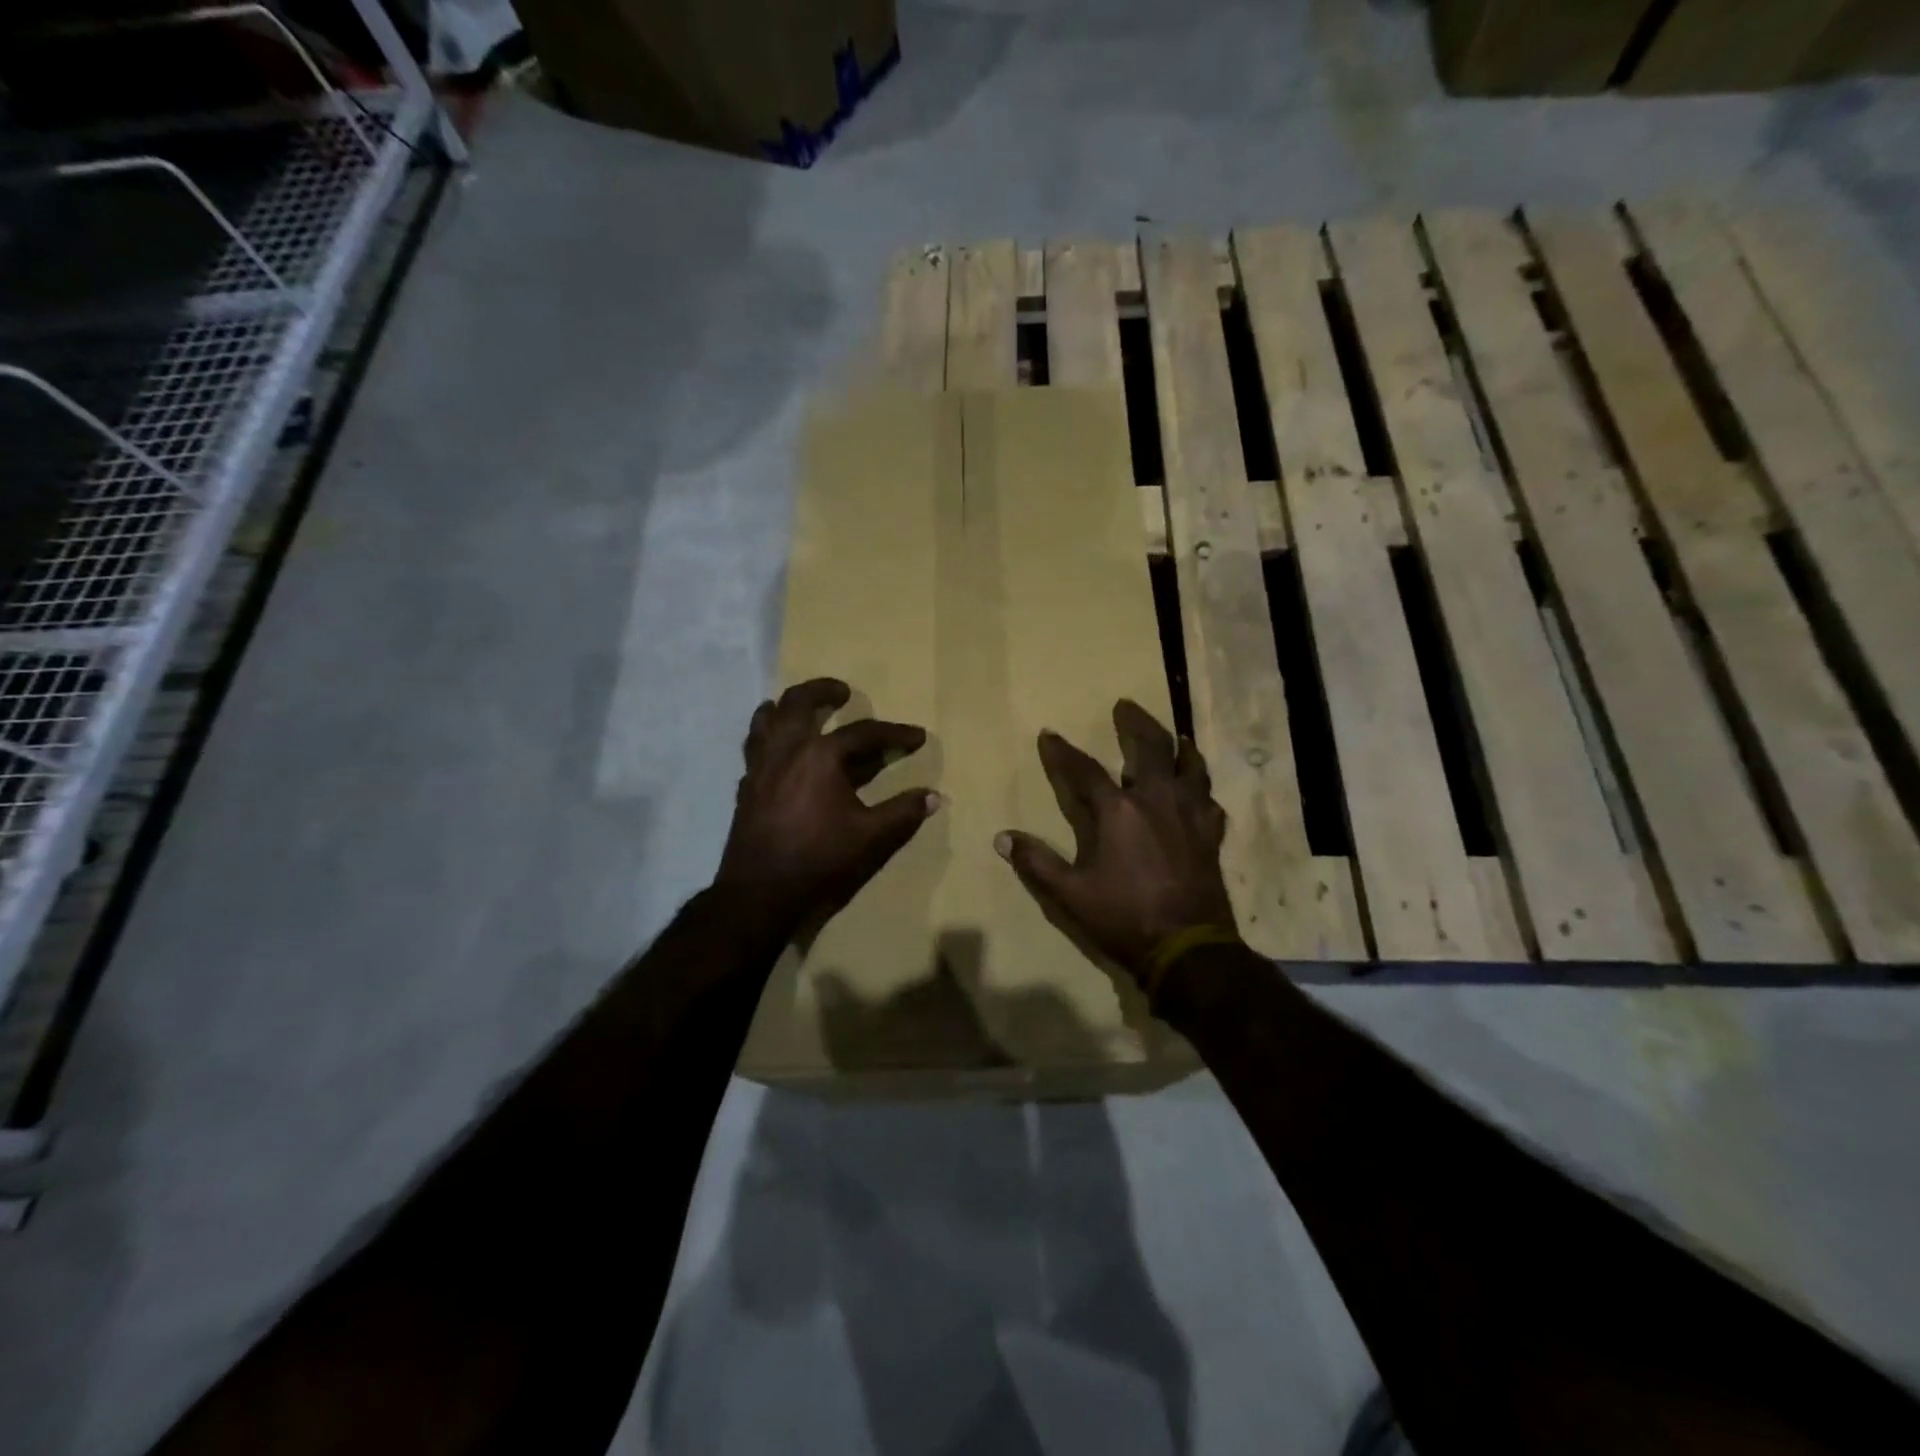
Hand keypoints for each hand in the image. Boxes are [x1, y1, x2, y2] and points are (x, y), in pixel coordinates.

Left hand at [716, 678, 939, 934]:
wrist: (759, 894)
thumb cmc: (820, 861)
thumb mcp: (872, 838)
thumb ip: (903, 813)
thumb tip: (933, 796)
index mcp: (820, 757)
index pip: (864, 733)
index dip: (895, 733)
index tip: (917, 736)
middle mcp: (786, 751)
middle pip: (799, 703)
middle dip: (823, 690)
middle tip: (842, 691)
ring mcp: (760, 767)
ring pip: (765, 720)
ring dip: (785, 707)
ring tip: (800, 709)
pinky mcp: (745, 787)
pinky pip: (754, 747)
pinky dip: (768, 737)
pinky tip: (779, 752)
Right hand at [996, 700, 1237, 990]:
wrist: (1188, 948)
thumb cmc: (1123, 917)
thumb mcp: (1069, 894)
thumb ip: (1037, 862)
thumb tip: (1002, 838)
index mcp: (1118, 811)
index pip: (1084, 769)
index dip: (1062, 751)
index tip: (1049, 734)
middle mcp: (1156, 800)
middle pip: (1149, 747)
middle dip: (1134, 723)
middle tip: (1125, 705)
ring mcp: (1189, 814)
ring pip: (1189, 765)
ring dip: (1178, 745)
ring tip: (1175, 734)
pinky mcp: (1210, 834)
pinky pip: (1209, 799)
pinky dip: (1201, 788)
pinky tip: (1197, 790)